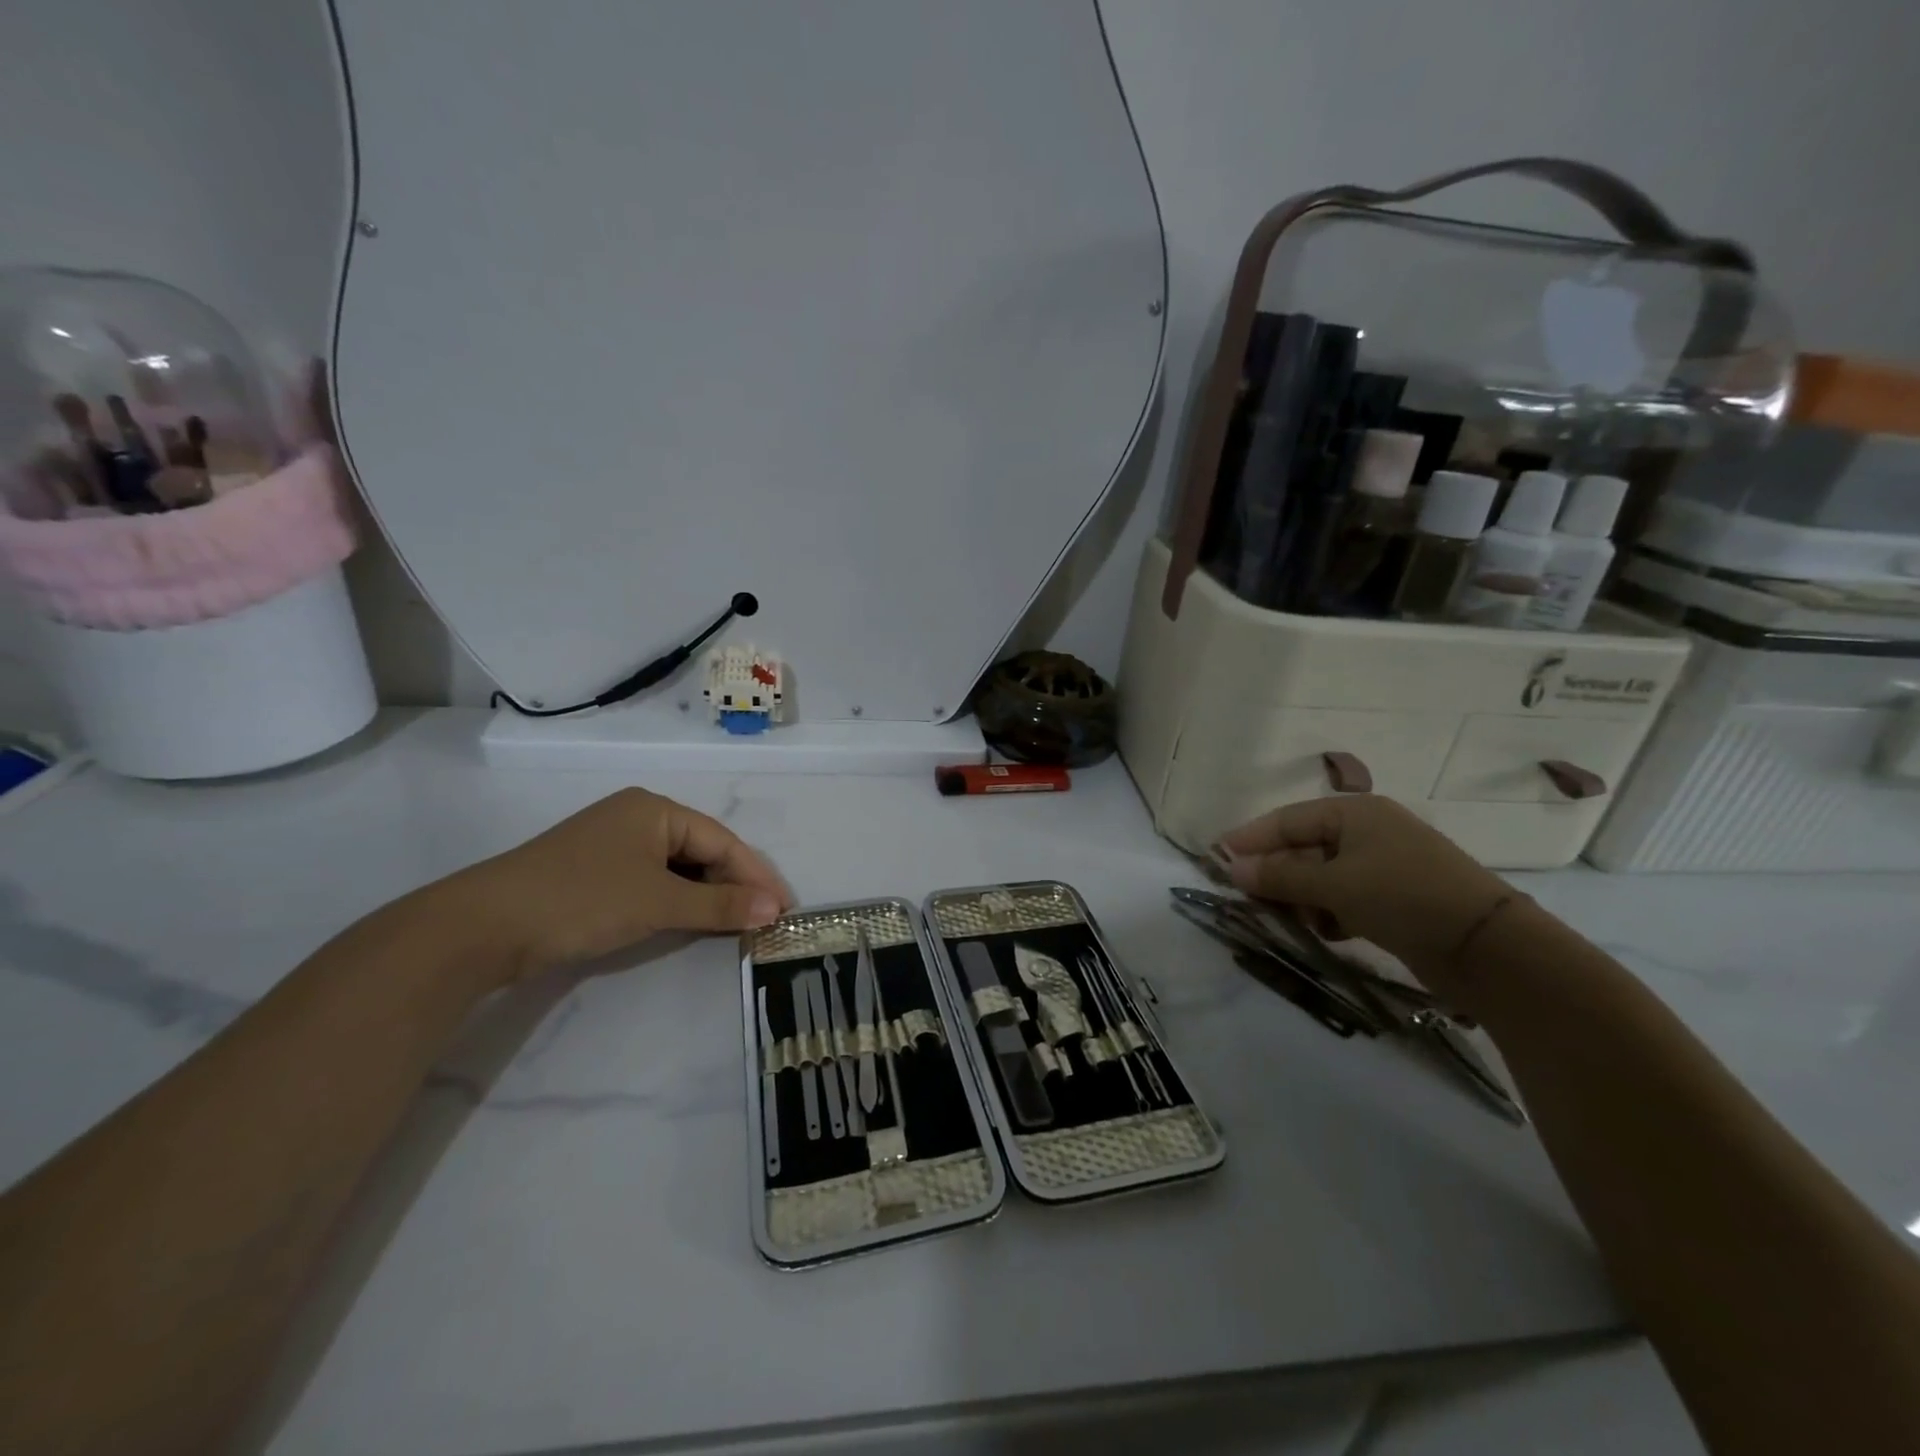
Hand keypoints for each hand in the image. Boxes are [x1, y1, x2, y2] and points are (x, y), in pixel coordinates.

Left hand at [448, 788, 792, 980]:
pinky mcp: (596, 873)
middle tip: (765, 919)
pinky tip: (691, 922)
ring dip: (707, 897)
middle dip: (734, 886)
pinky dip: (677, 902)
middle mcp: (638, 818)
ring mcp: (614, 846)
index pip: (721, 841)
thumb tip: (775, 909)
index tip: (785, 908)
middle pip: (702, 852)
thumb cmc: (582, 899)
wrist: (483, 927)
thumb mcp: (659, 902)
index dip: (756, 875)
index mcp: (655, 809)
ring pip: (678, 869)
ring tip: (736, 925)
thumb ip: (720, 906)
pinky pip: (654, 882)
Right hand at [1218, 795, 1509, 978]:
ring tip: (1289, 920)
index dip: (1250, 839)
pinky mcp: (1396, 897)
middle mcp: (1367, 831)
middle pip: (1303, 848)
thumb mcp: (1334, 885)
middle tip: (1247, 899)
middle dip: (1276, 874)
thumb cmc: (1403, 897)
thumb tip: (1230, 868)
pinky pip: (1345, 897)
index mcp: (1354, 812)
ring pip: (1322, 876)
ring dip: (1302, 898)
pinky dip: (1330, 912)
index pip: (1286, 820)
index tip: (1216, 858)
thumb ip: (1279, 877)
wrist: (1489, 948)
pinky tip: (1327, 931)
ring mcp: (1384, 864)